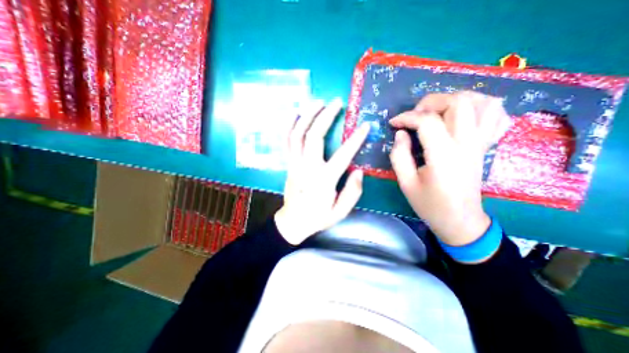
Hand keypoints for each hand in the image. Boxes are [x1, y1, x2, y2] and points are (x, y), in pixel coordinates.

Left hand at [274, 98, 368, 244]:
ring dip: (307, 115)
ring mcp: (295, 164)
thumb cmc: (318, 217)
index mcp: (324, 180)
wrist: (293, 222)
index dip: (355, 139)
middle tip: (336, 102)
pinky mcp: (288, 163)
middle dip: (326, 116)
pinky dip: (289, 125)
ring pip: (298, 134)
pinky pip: (286, 141)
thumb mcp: (340, 212)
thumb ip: (352, 192)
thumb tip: (359, 171)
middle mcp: (307, 168)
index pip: (343, 155)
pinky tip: (294, 113)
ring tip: (318, 101)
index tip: (365, 126)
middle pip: (314, 136)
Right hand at [392, 91, 513, 244]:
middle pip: (458, 102)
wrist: (460, 220)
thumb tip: (401, 134)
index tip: (393, 123)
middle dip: (430, 102)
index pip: (427, 121)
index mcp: (443, 155)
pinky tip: (464, 115)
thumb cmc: (430, 204)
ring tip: (436, 111)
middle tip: (415, 115)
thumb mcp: (406, 183)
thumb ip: (399, 156)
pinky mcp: (485, 146)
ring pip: (481, 102)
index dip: (407, 117)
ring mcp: (480, 143)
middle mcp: (466, 144)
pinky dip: (481, 107)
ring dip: (456, 99)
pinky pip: (496, 115)